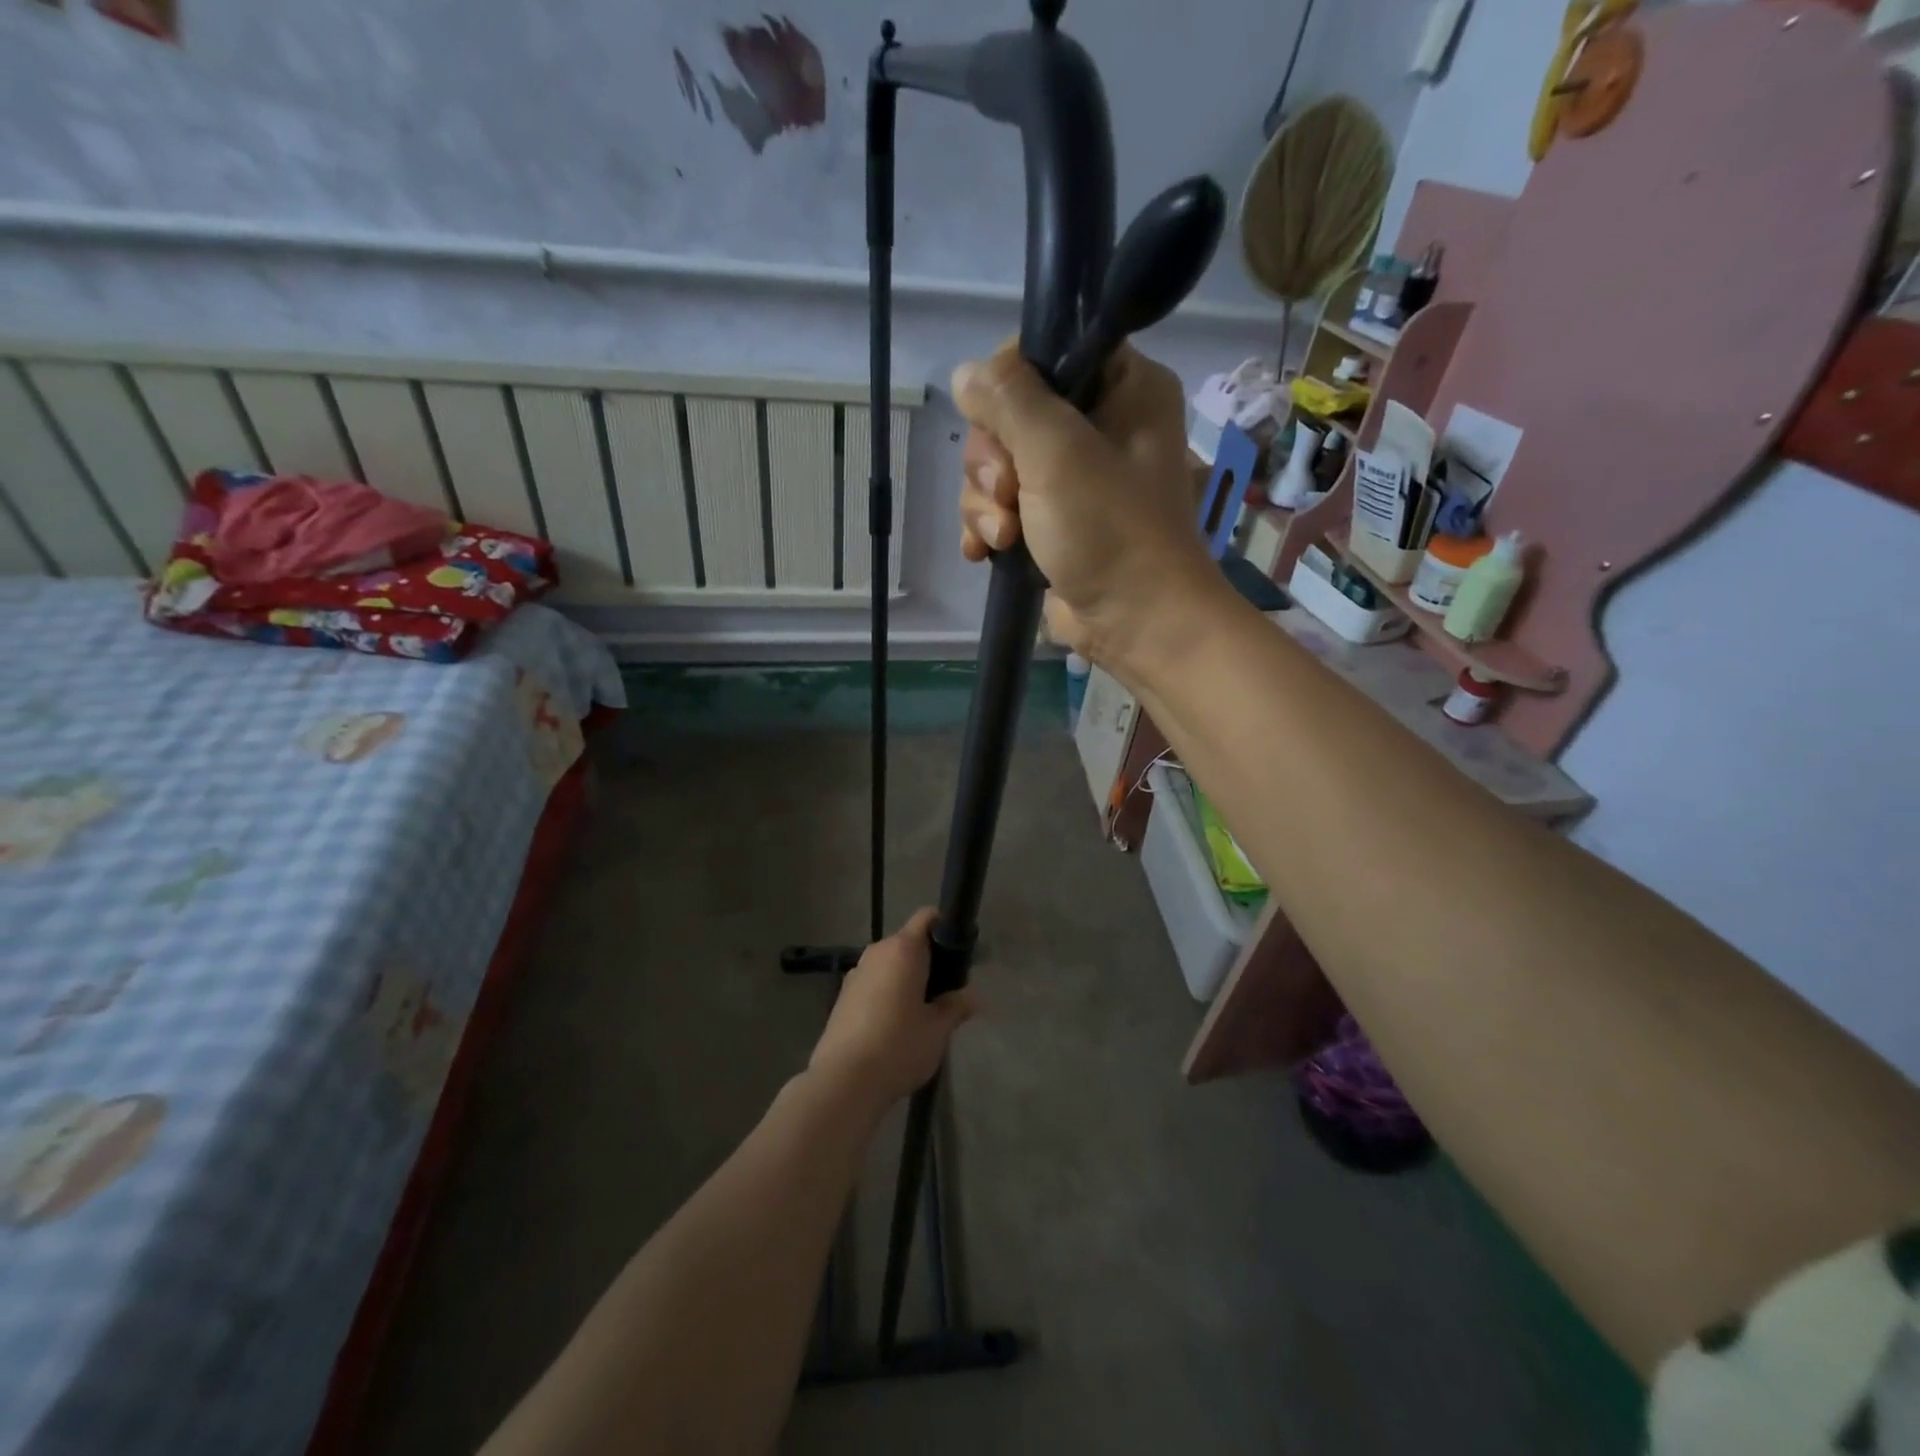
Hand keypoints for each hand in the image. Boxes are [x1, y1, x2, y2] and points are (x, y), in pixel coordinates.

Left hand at [808, 909, 977, 1111]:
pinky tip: (894, 1026)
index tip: (960, 955)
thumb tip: (972, 996)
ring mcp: (855, 973)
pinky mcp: (842, 996)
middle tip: (946, 992)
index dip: (946, 928)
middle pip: (909, 942)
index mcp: (903, 949)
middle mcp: (877, 952)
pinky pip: (873, 983)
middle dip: (929, 960)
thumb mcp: (938, 1029)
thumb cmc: (899, 1046)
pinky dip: (887, 993)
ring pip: (890, 964)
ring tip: (921, 1013)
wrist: (843, 1081)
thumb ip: (956, 1006)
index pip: (927, 917)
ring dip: (906, 979)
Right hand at [954, 343, 1217, 668]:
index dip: (1007, 387)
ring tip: (1004, 538)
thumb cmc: (1110, 531)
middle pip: (1009, 414)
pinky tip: (983, 552)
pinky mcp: (1054, 520)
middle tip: (1009, 496)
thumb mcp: (1058, 453)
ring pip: (998, 465)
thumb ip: (1009, 401)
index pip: (1046, 351)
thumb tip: (965, 374)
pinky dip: (987, 527)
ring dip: (986, 503)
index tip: (1001, 428)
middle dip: (993, 463)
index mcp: (1123, 387)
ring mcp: (1074, 477)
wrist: (1137, 623)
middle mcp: (1099, 424)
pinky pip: (1002, 506)